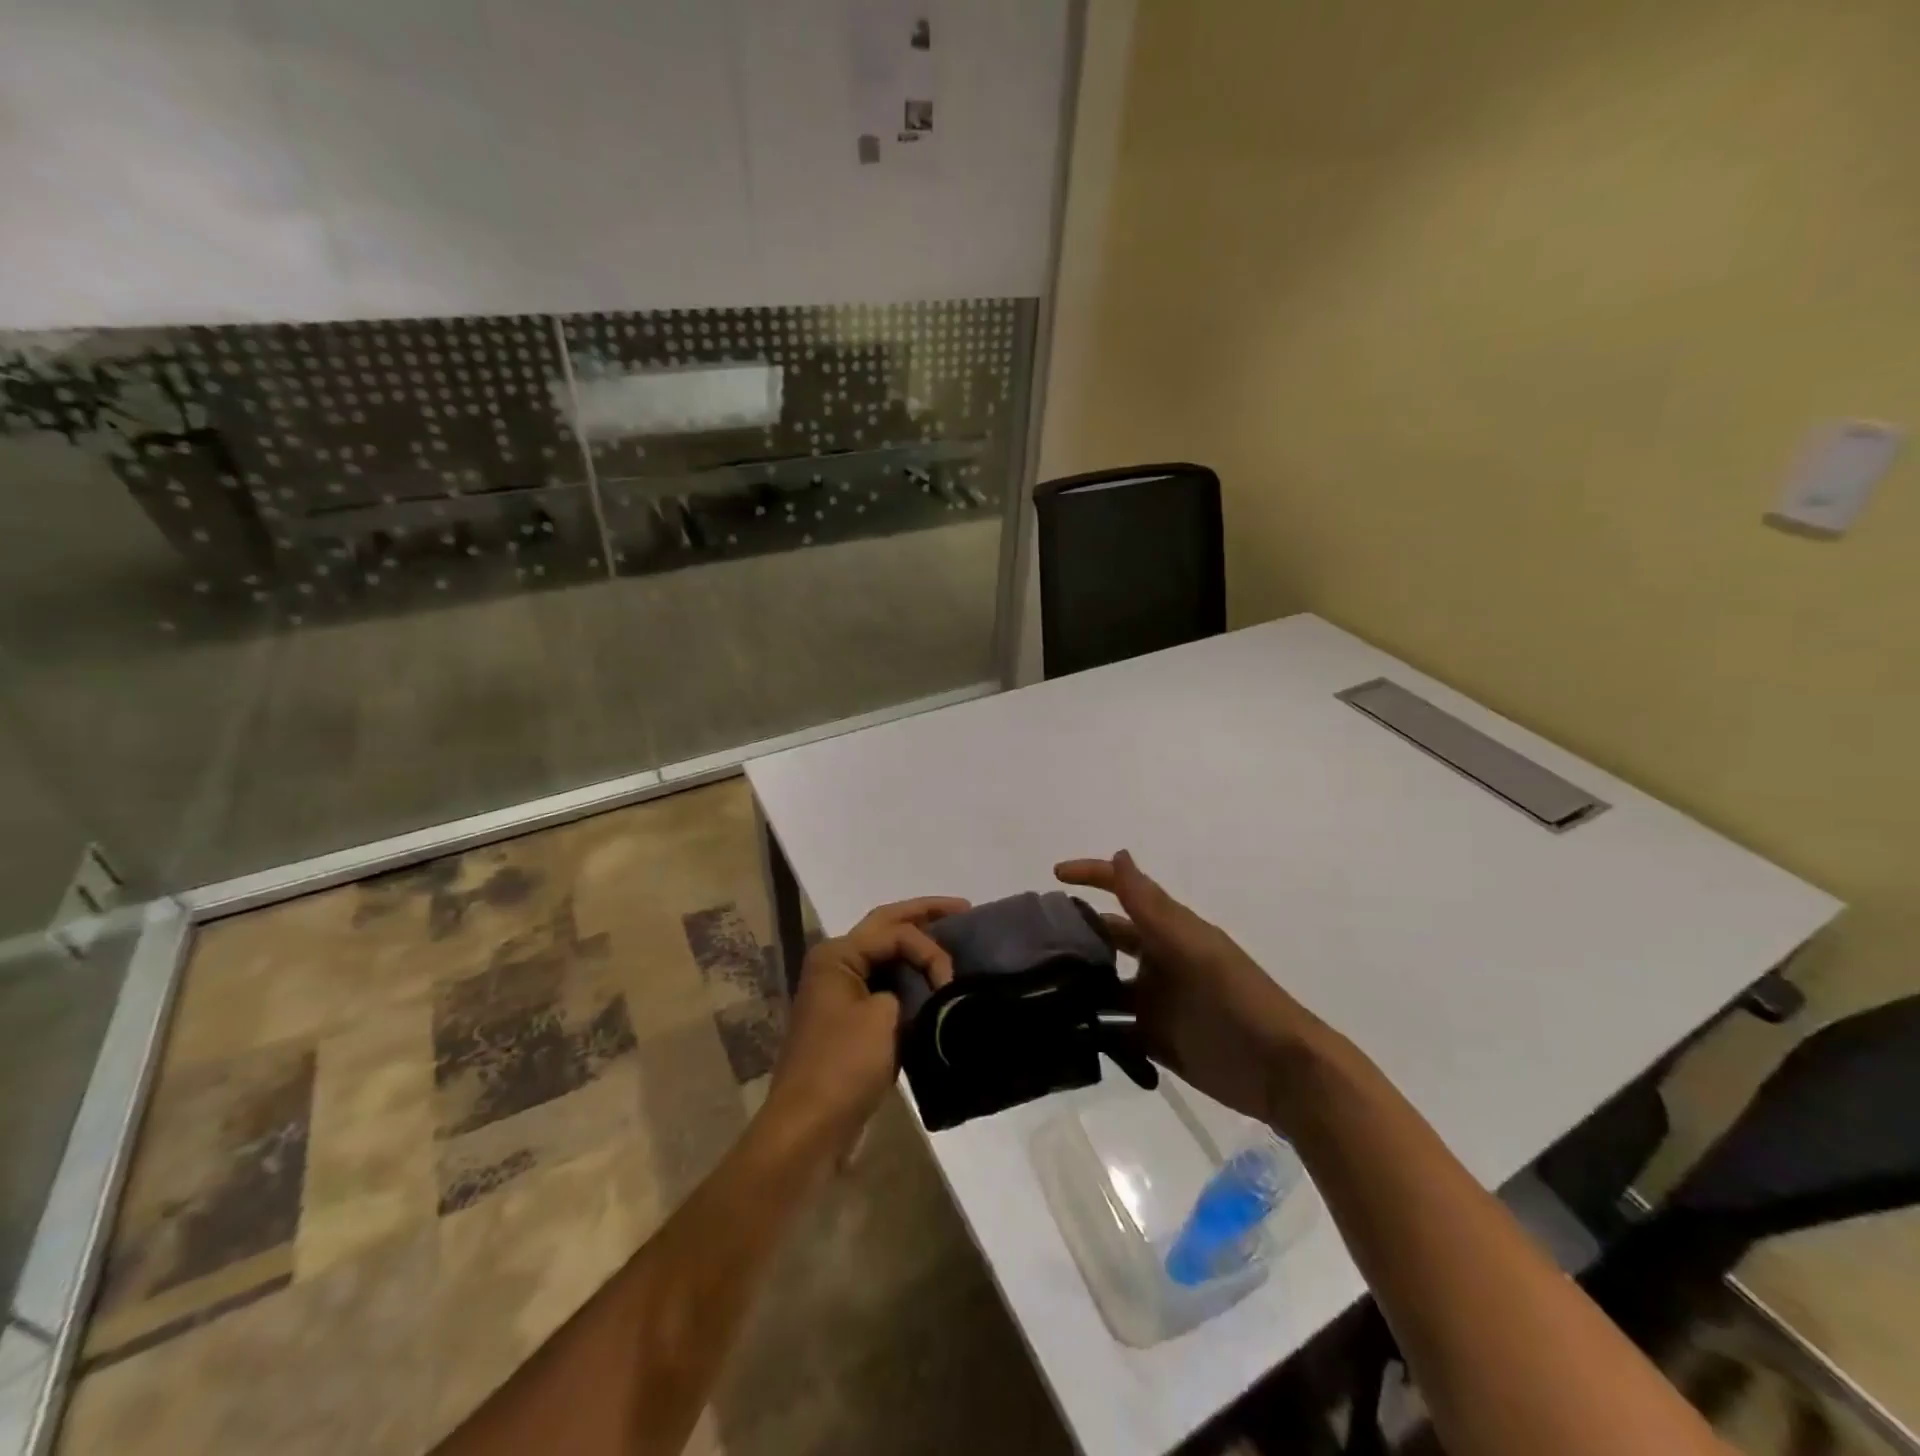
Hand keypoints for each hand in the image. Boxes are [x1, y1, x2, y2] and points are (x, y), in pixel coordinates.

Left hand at [763, 896, 968, 1152]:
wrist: (809, 1128)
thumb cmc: (844, 1066)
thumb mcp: (884, 1017)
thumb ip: (909, 989)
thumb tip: (920, 992)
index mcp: (837, 955)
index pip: (894, 930)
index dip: (929, 948)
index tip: (949, 981)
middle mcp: (835, 964)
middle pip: (886, 927)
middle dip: (924, 916)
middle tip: (963, 908)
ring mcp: (840, 992)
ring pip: (886, 956)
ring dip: (917, 949)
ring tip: (954, 942)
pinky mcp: (849, 1021)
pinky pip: (885, 985)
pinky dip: (910, 980)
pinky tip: (934, 982)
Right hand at [1054, 851, 1316, 1124]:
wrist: (1281, 1073)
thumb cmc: (1238, 999)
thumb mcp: (1193, 948)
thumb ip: (1153, 908)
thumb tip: (1118, 854)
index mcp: (1168, 932)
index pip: (1124, 892)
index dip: (1093, 877)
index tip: (1054, 876)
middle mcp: (1156, 961)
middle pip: (1107, 940)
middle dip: (1074, 935)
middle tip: (1029, 942)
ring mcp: (1154, 1002)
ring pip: (1104, 985)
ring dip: (1076, 984)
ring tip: (1034, 988)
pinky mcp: (1154, 1041)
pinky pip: (1113, 1029)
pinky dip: (1091, 1027)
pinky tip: (1060, 1030)